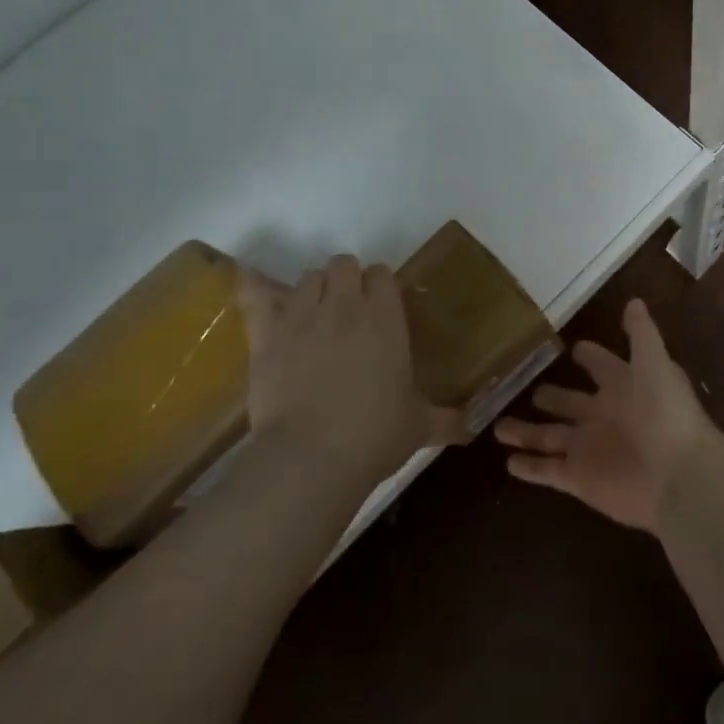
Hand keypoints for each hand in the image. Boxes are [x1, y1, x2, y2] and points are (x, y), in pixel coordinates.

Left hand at [239, 255, 460, 481]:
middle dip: (346, 280)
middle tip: (349, 311)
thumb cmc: (374, 436)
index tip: (381, 308)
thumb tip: (470, 429)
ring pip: (308, 277)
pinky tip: (253, 283)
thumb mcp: (418, 427)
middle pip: (344, 264)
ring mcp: (302, 317)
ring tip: (314, 316)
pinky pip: (255, 296)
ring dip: (314, 290)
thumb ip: (445, 420)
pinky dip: (255, 288)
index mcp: (385, 318)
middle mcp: (346, 306)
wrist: (311, 458)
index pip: (382, 274)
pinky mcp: (266, 335)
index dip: (380, 287)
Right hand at [494, 298, 711, 532]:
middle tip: (530, 390)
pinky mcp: (579, 479)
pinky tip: (508, 463)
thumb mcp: (654, 362)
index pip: (602, 366)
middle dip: (552, 396)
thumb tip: (634, 300)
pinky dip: (529, 468)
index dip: (590, 357)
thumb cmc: (666, 413)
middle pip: (570, 403)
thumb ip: (641, 333)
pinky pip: (548, 471)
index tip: (573, 347)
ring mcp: (590, 449)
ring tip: (498, 426)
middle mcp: (605, 416)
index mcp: (625, 387)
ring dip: (526, 432)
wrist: (677, 476)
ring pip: (550, 436)